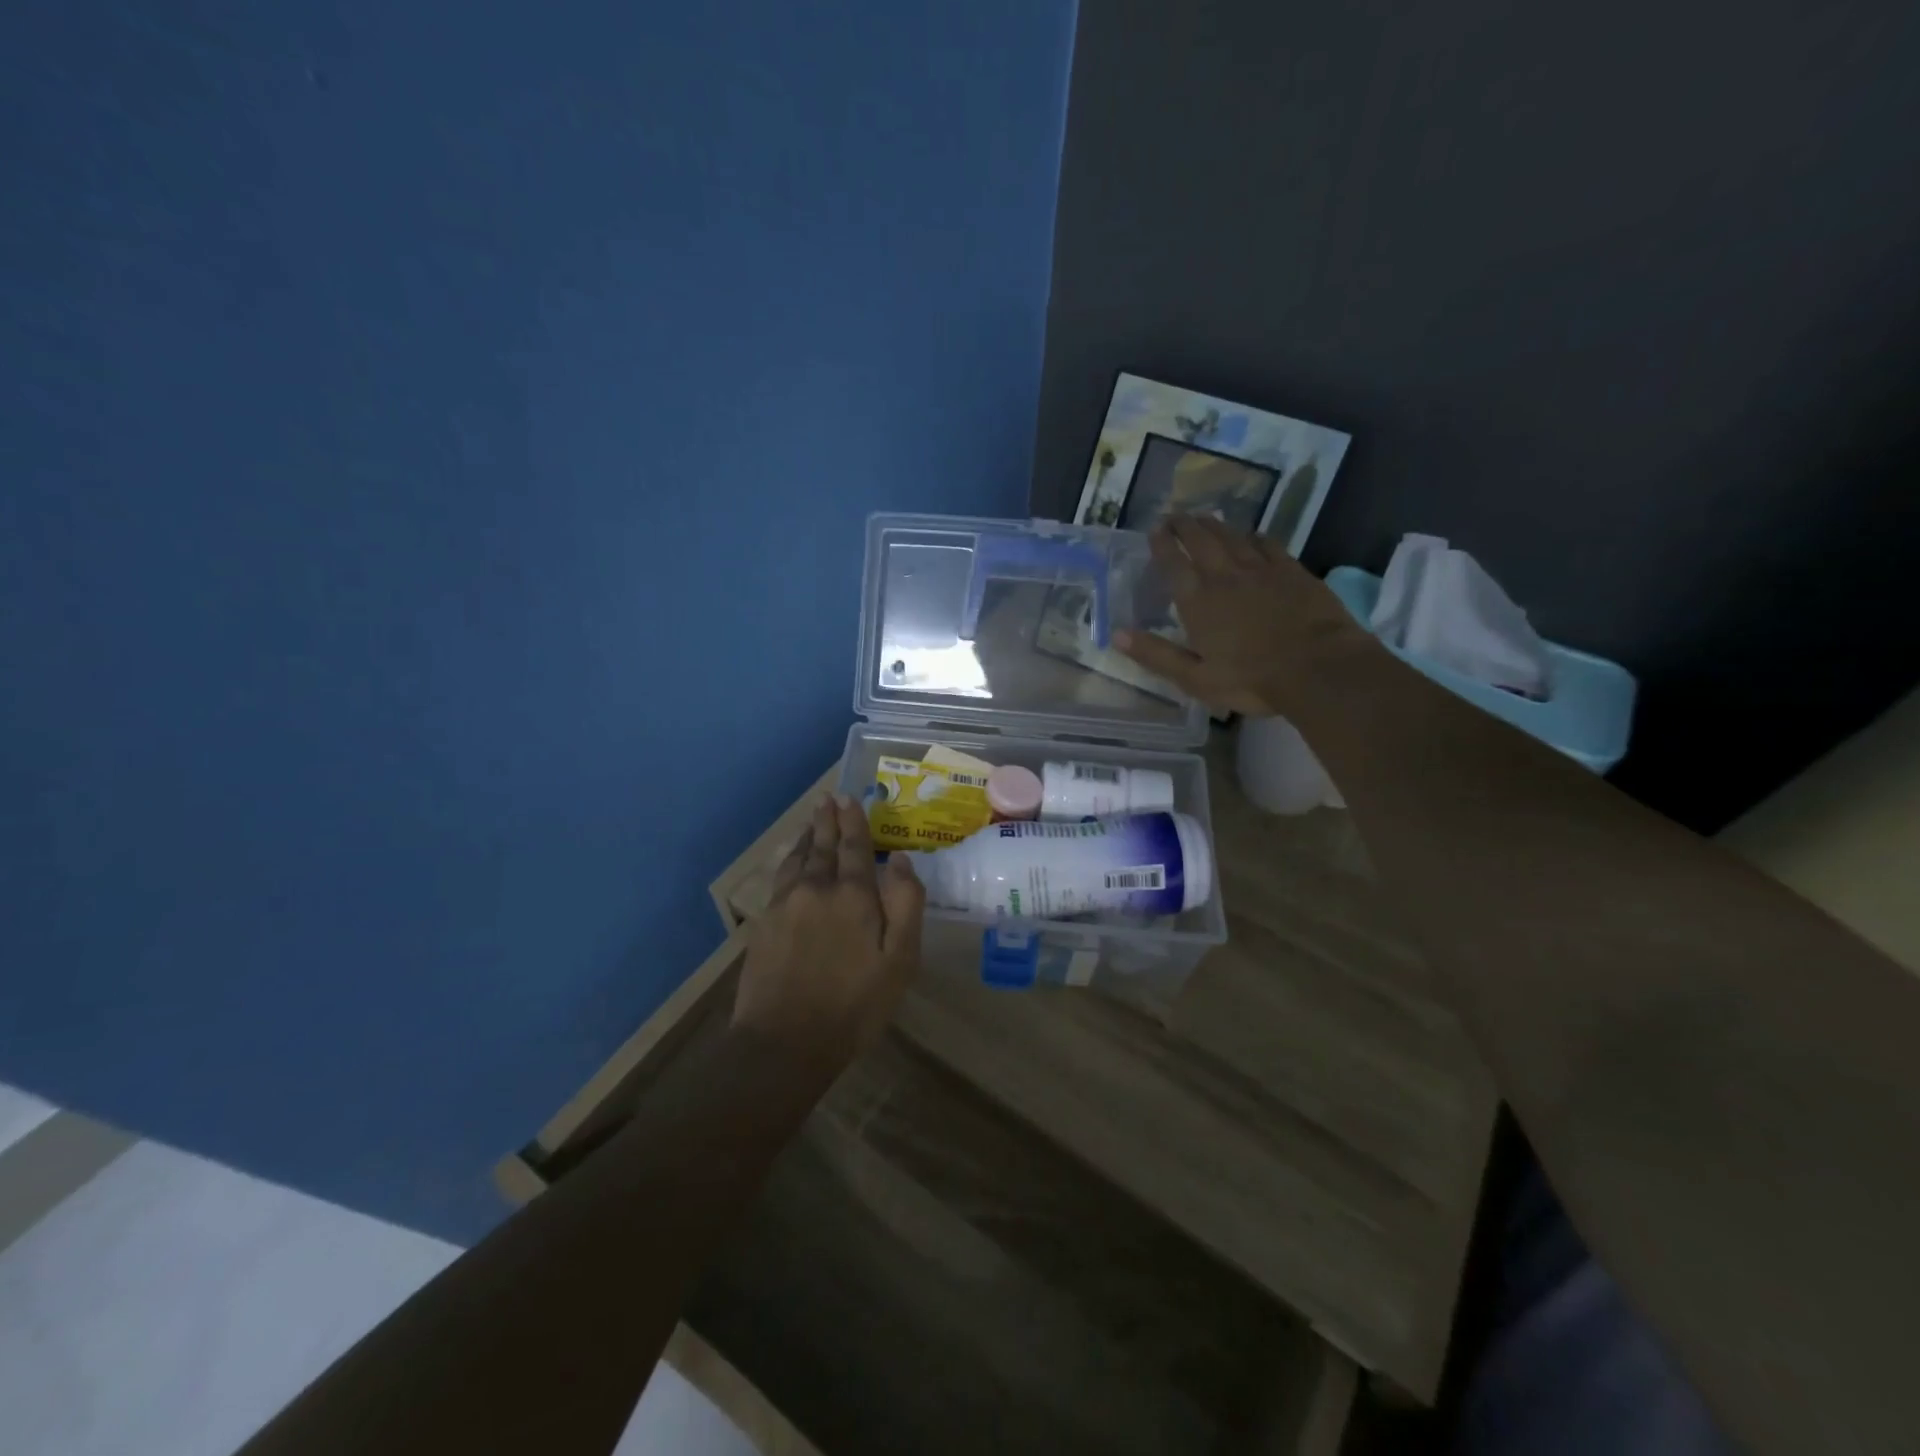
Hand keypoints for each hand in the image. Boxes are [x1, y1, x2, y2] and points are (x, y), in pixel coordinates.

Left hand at [732, 794, 924, 1067]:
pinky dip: (790, 860)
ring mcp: (785, 904)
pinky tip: (792, 862)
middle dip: (828, 820)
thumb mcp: (899, 961)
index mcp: (852, 895)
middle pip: (823, 846)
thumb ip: (904, 905)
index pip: (855, 847)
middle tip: (828, 799)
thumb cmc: (854, 1005)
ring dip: (808, 837)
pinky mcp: (764, 923)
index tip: (850, 798)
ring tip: (813, 821)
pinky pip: (781, 877)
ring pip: (798, 858)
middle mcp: (816, 888)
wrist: (784, 1042)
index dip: (854, 821)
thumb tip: (899, 859)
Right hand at [1115, 515, 1374, 717]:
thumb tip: (1117, 635)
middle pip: (1201, 541)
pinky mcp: (1292, 571)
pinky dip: (1253, 536)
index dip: (1162, 544)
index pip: (1174, 564)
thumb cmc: (1251, 680)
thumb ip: (1156, 654)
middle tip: (1174, 514)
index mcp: (1198, 602)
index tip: (1154, 529)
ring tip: (1203, 517)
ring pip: (1232, 537)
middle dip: (1184, 525)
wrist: (1319, 668)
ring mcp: (1261, 570)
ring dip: (1214, 525)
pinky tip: (1251, 535)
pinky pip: (1267, 544)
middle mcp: (1225, 577)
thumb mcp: (1194, 678)